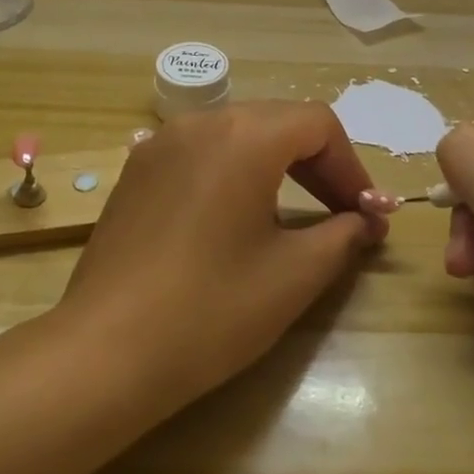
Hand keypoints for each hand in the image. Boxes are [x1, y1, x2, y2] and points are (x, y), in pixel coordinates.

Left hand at [55, 102, 385, 410]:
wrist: (106, 351)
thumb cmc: (211, 310)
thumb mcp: (294, 275)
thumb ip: (343, 235)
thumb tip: (367, 221)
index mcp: (244, 136)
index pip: (318, 124)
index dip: (351, 166)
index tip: (365, 213)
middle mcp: (200, 123)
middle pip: (278, 121)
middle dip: (317, 163)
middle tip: (339, 213)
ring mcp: (161, 143)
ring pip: (237, 133)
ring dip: (275, 164)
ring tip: (292, 215)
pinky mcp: (136, 170)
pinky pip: (200, 152)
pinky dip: (232, 171)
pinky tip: (232, 217)